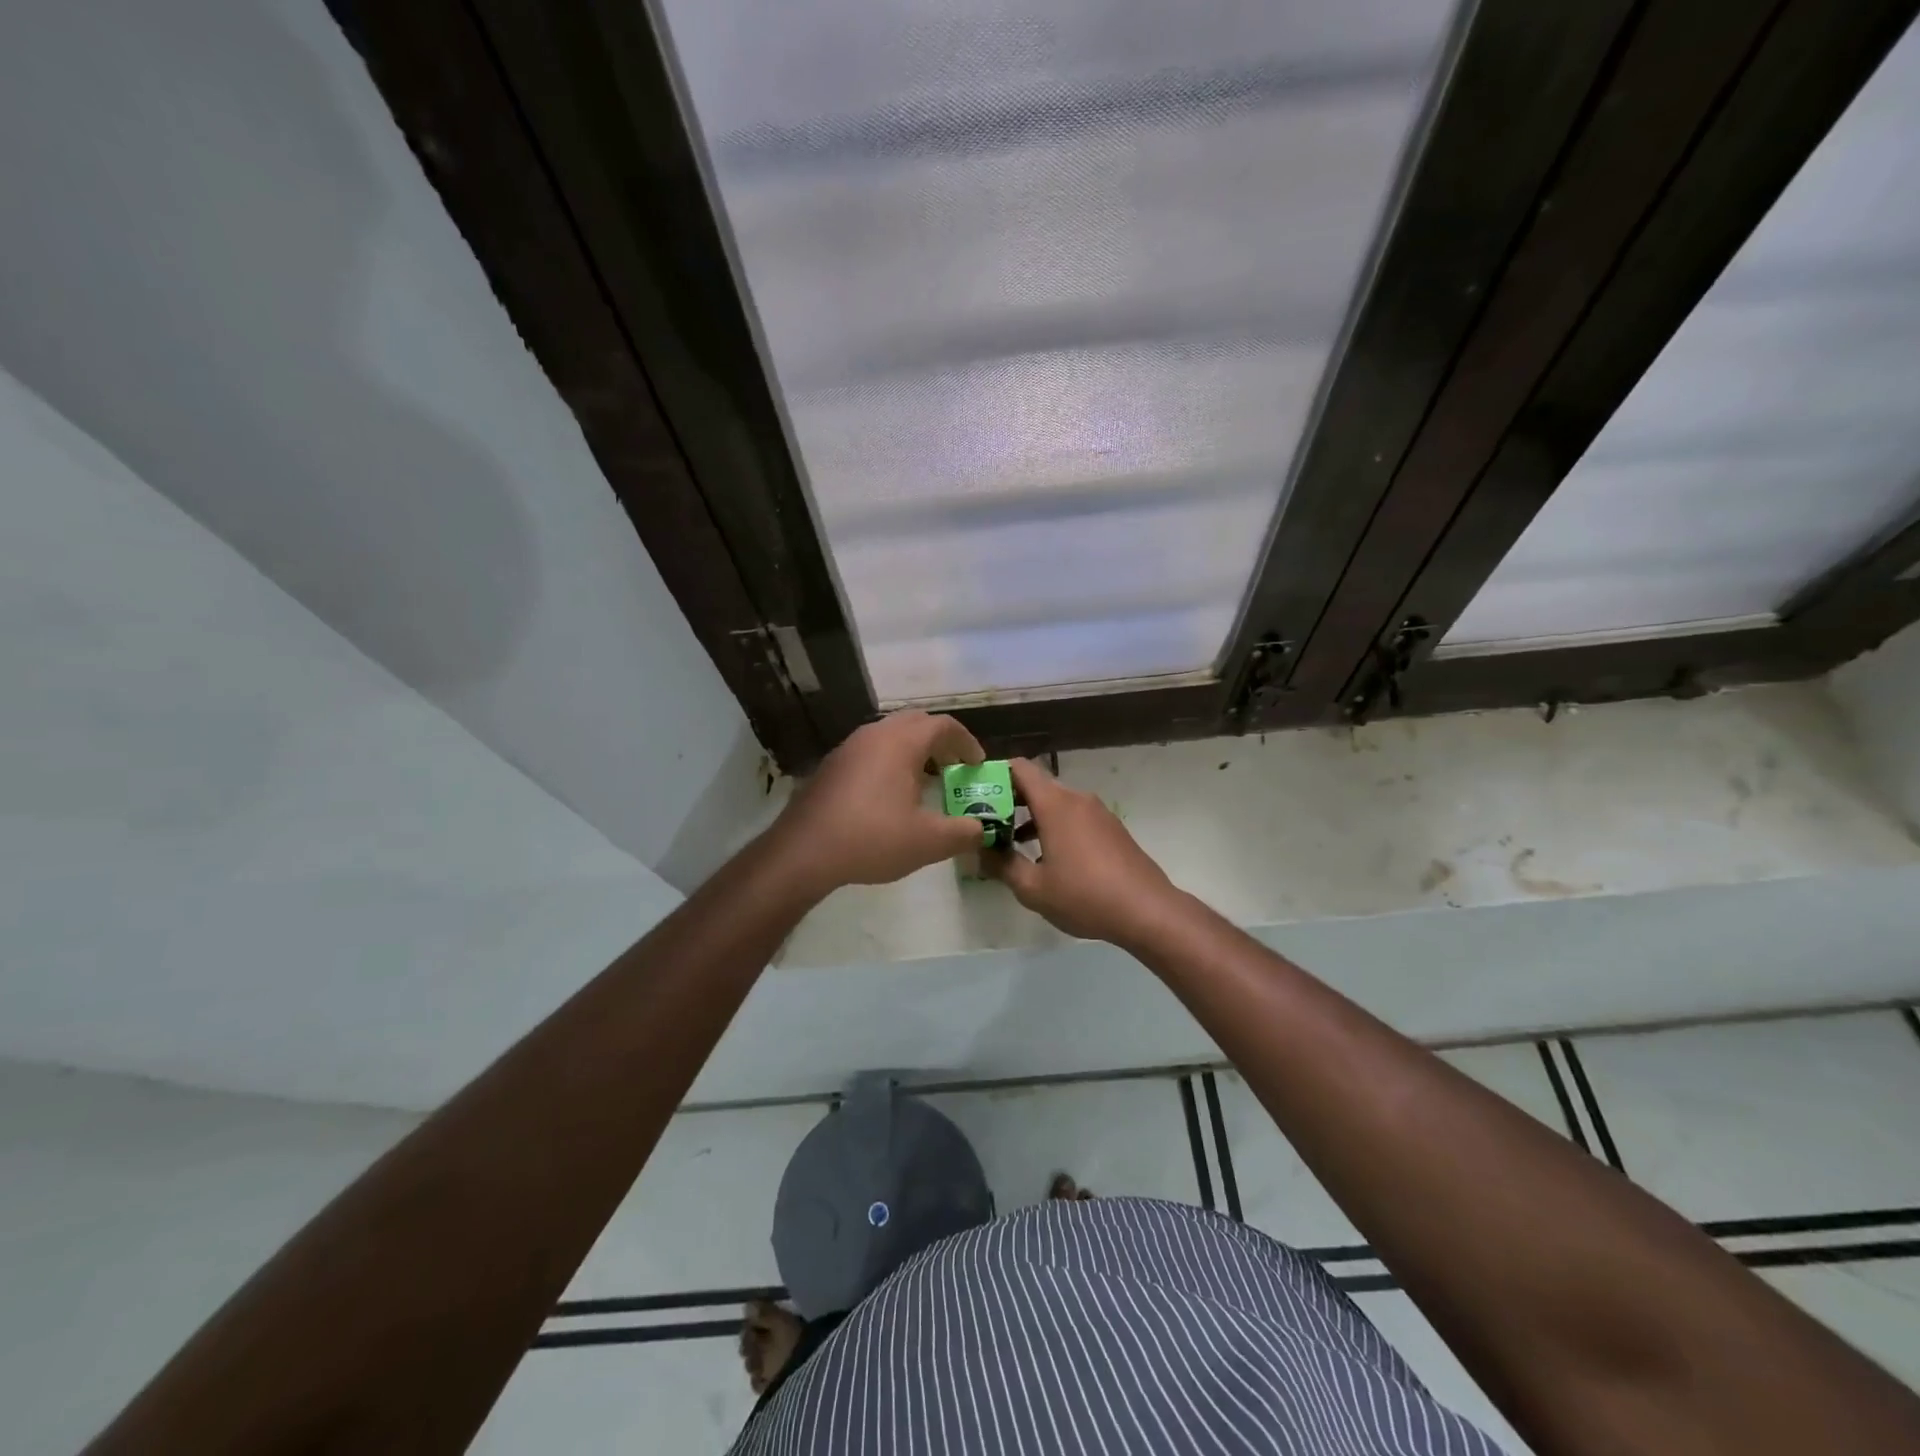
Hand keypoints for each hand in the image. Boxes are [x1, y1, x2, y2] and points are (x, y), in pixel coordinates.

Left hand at [770, 711, 986, 893]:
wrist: (803, 851)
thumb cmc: (872, 838)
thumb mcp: (928, 842)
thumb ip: (963, 833)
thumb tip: (980, 829)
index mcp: (901, 742)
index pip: (944, 725)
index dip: (966, 742)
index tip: (977, 765)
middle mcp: (874, 735)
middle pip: (916, 723)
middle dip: (940, 742)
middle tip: (953, 768)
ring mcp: (849, 747)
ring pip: (890, 735)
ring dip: (913, 751)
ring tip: (925, 781)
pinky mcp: (832, 765)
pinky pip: (870, 750)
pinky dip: (890, 761)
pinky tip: (890, 795)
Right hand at [983, 757, 1184, 946]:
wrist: (1147, 910)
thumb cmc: (1084, 895)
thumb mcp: (1033, 888)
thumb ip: (1001, 865)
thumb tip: (979, 851)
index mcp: (1055, 804)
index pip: (1020, 768)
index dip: (995, 775)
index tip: (976, 795)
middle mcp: (1077, 799)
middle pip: (1036, 786)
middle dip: (1009, 801)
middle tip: (986, 824)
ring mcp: (1097, 813)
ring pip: (1056, 804)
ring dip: (1031, 818)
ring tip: (1012, 845)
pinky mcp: (1111, 829)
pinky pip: (1074, 817)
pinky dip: (1054, 827)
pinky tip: (1047, 859)